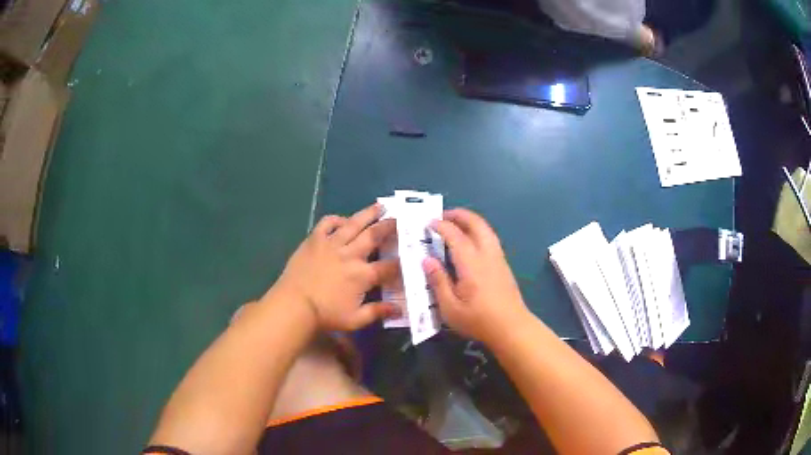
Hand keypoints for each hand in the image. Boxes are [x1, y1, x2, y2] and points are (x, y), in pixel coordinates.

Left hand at [271, 203, 399, 331]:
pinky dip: (337, 220)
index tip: (409, 255)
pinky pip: (327, 223)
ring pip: (354, 224)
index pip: (389, 266)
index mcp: (362, 275)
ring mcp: (332, 244)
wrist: (294, 305)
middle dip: (389, 226)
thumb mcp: (355, 320)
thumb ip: (377, 312)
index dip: (401, 261)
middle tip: (399, 218)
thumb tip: (399, 309)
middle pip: (374, 236)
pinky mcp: (315, 240)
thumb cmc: (325, 315)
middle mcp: (350, 255)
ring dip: (368, 214)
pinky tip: (343, 220)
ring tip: (379, 206)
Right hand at [423, 209, 529, 343]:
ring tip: (456, 223)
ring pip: (486, 230)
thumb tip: (427, 260)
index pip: (455, 235)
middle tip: (443, 215)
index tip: (428, 222)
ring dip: (471, 221)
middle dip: (460, 215)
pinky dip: (478, 231)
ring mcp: (498, 258)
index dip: (441, 226)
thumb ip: (438, 282)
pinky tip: (471, 241)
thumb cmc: (478, 320)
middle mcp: (487, 255)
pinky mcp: (504, 265)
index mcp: (471, 264)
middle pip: (476, 224)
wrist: (512, 328)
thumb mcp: (450, 308)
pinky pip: (490, 238)